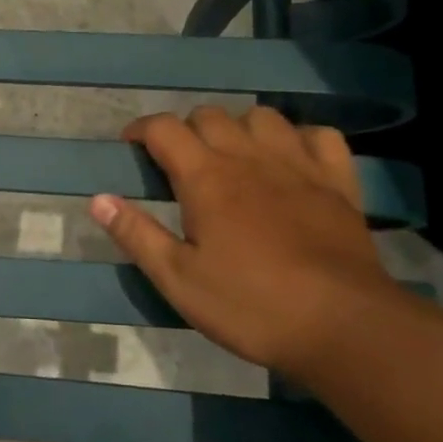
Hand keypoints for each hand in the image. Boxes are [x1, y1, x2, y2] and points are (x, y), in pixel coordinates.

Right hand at [88, 106, 397, 372]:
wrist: (344, 326)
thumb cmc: (251, 305)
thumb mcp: (179, 280)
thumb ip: (137, 235)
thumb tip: (97, 199)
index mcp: (206, 178)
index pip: (164, 128)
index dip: (141, 130)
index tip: (131, 147)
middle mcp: (249, 157)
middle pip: (210, 115)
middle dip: (187, 130)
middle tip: (180, 164)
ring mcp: (298, 165)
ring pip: (262, 116)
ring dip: (239, 128)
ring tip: (233, 158)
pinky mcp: (338, 182)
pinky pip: (320, 135)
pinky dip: (299, 137)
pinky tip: (291, 160)